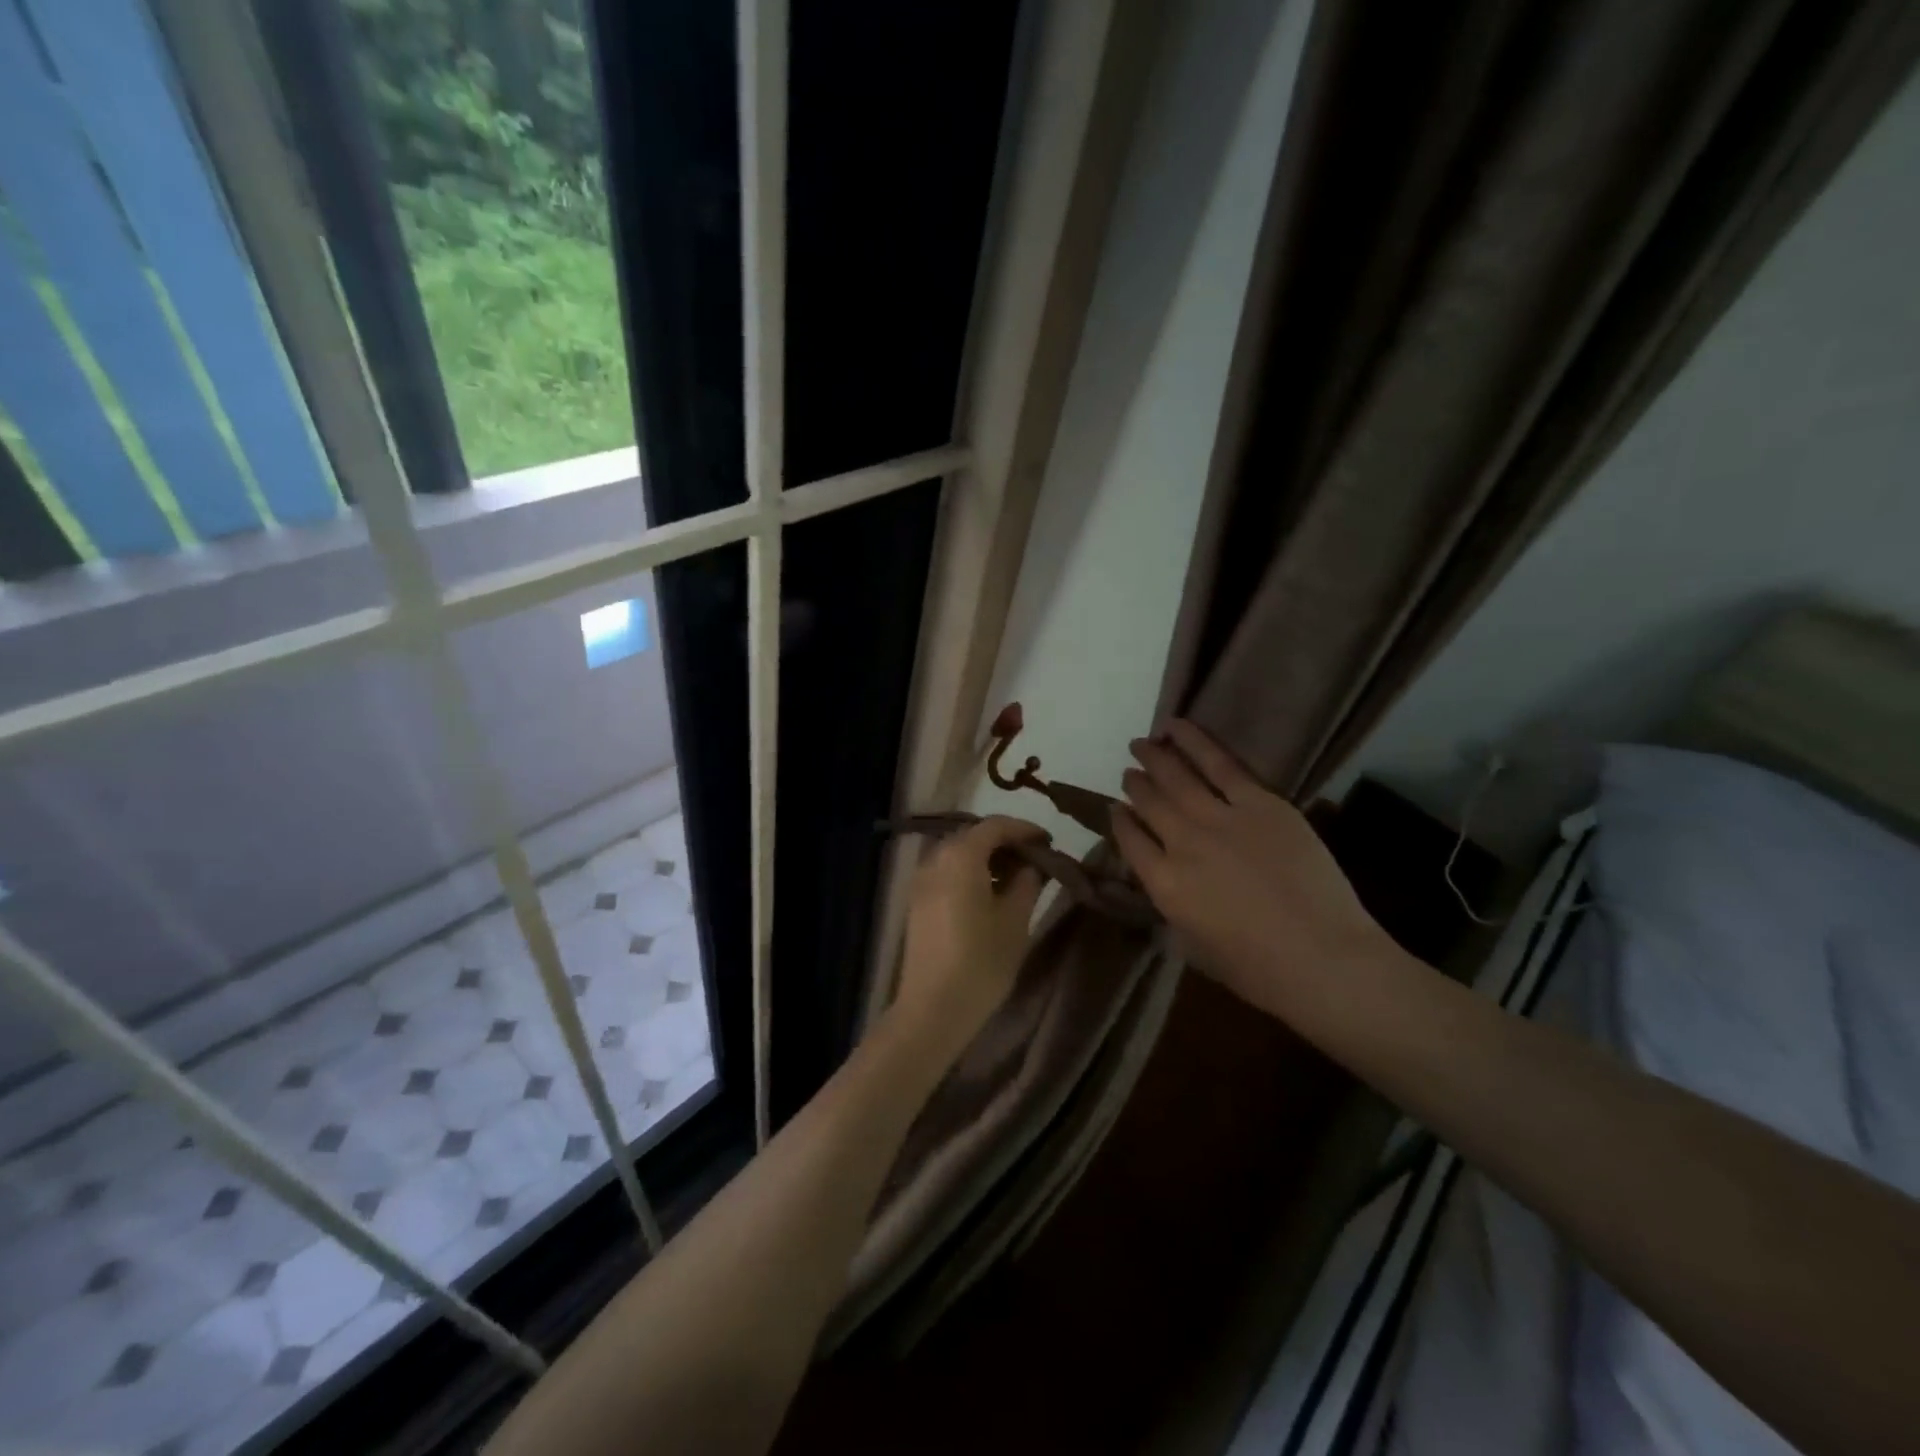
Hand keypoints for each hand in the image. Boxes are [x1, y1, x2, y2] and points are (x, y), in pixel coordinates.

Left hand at [895, 815, 1050, 1051]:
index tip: (1049, 842)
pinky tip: (991, 896)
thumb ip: (1027, 883)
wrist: (932, 1009)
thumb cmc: (981, 962)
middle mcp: (935, 859)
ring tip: (1017, 879)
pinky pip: (947, 874)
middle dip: (1006, 843)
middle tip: (1036, 860)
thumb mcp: (1015, 920)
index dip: (1024, 829)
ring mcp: (921, 881)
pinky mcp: (917, 903)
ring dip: (988, 859)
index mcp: (961, 856)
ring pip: (959, 855)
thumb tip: (1030, 866)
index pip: (995, 825)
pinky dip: (971, 874)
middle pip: (974, 837)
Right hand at [1112, 721, 1394, 1019]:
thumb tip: (1170, 881)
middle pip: (1148, 803)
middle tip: (1129, 770)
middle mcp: (1182, 844)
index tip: (1117, 809)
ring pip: (1177, 777)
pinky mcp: (1260, 803)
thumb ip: (1175, 906)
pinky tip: (1176, 728)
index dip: (1120, 821)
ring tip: (1142, 742)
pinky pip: (1221, 764)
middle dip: (1135, 784)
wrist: (1323, 959)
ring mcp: (1220, 819)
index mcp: (1164, 885)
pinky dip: (1195, 742)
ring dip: (1155, 757)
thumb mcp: (1195, 946)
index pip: (1130, 841)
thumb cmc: (1258, 970)